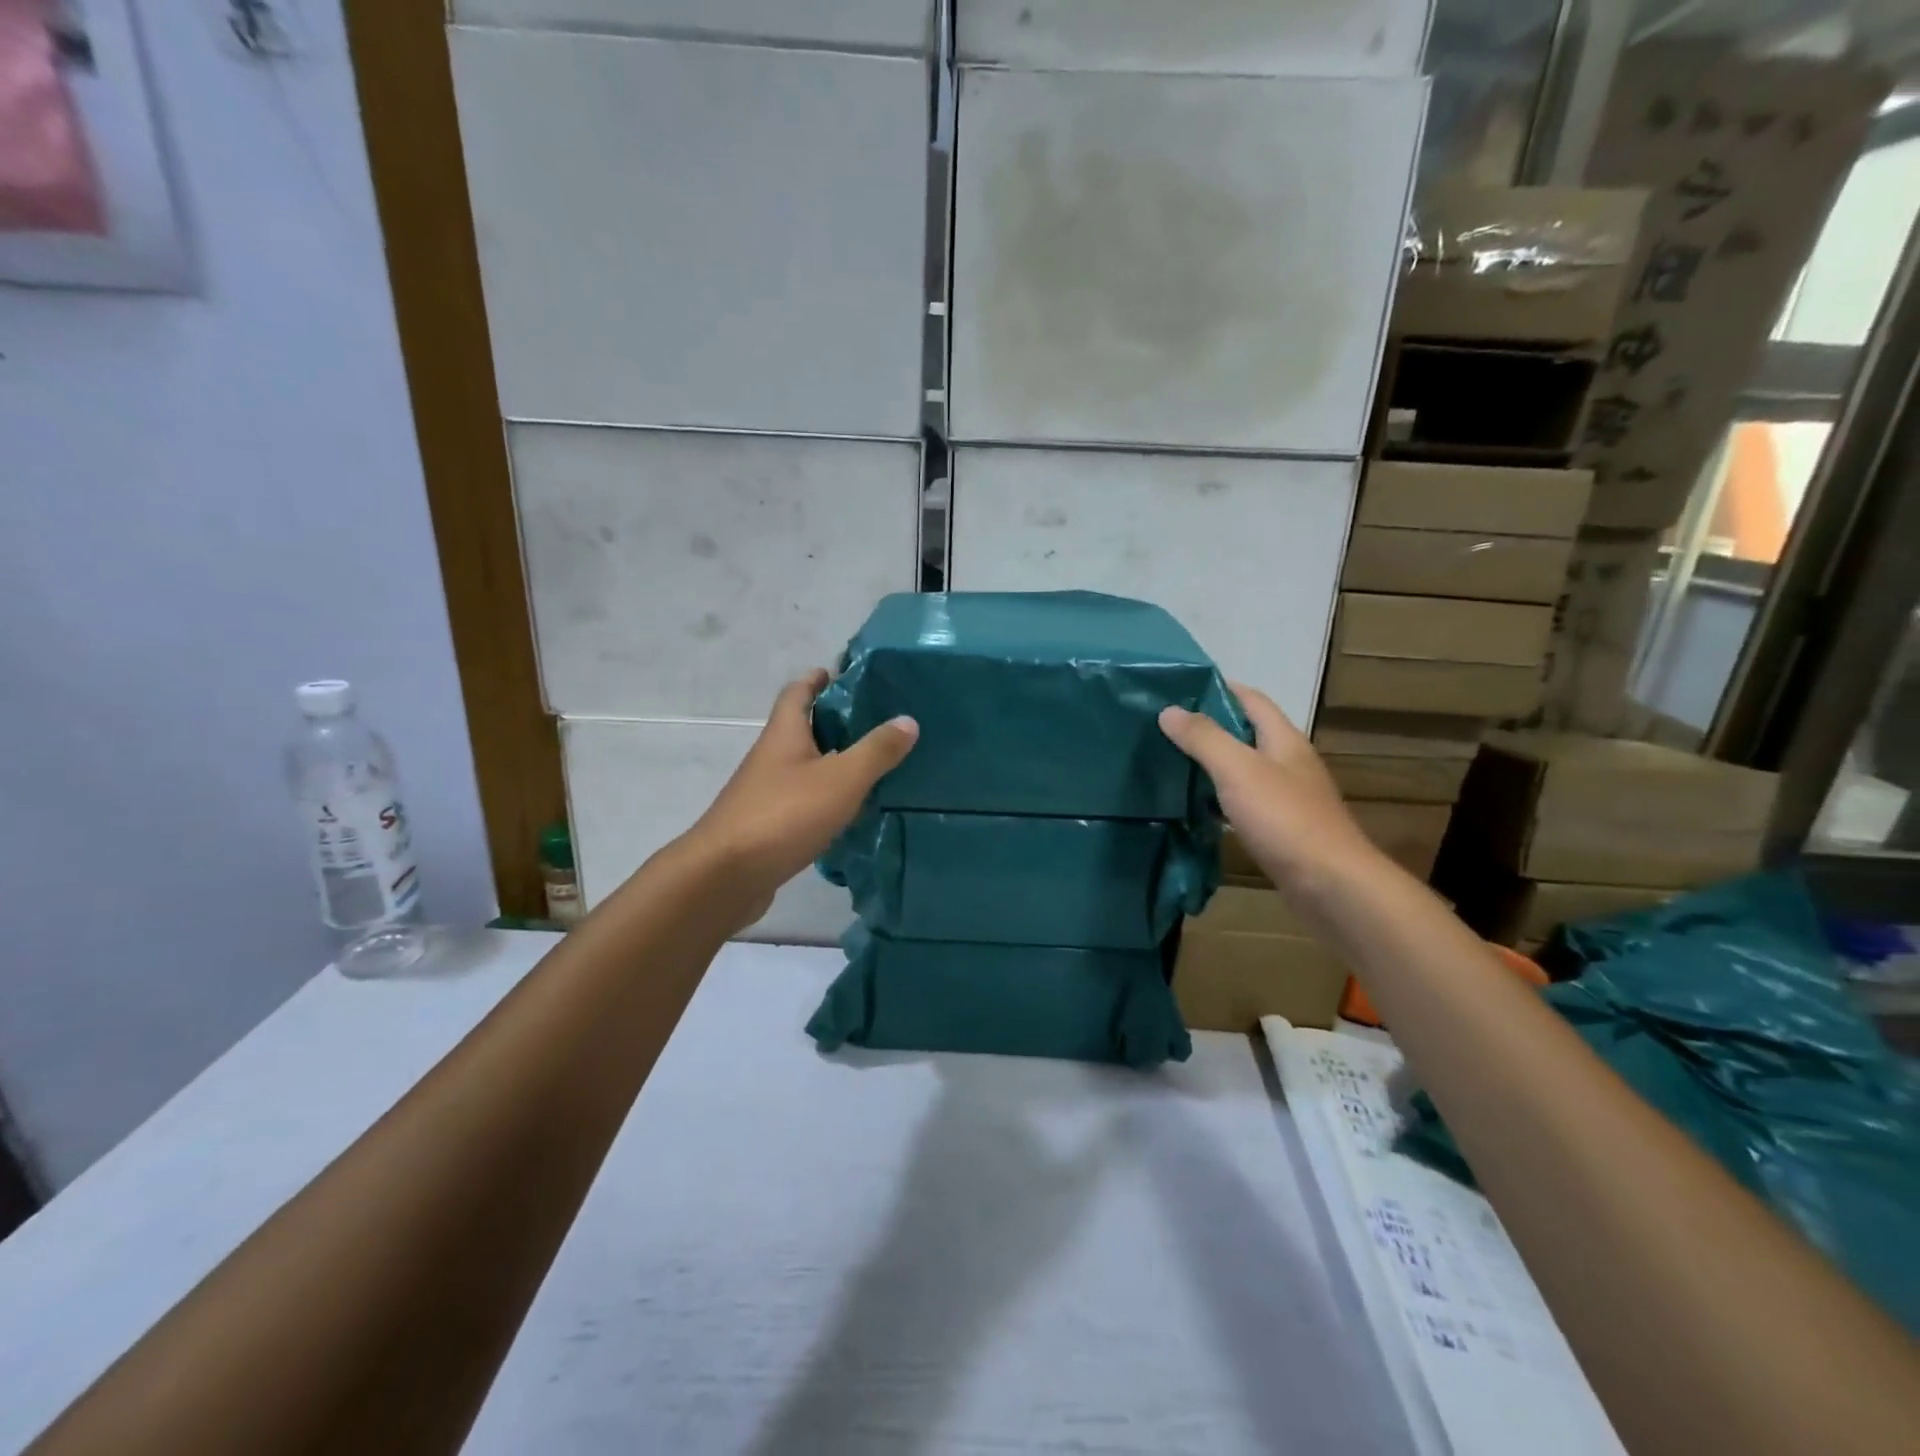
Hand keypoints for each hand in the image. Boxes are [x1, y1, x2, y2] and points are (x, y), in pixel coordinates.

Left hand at [685, 670, 917, 919]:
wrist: (725, 876)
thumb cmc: (784, 815)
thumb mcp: (841, 779)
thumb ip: (876, 751)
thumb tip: (907, 720)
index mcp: (784, 735)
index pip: (797, 693)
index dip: (817, 679)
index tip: (843, 673)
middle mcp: (771, 758)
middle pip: (801, 729)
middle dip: (833, 721)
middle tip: (875, 722)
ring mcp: (765, 793)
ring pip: (803, 767)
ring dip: (832, 762)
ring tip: (872, 766)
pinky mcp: (767, 826)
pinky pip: (801, 801)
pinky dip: (825, 798)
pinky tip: (849, 811)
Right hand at [1158, 684, 1379, 893]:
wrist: (1330, 885)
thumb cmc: (1284, 818)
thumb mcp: (1238, 770)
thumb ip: (1204, 738)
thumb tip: (1169, 710)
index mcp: (1284, 739)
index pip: (1250, 699)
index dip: (1217, 688)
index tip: (1178, 688)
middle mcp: (1288, 762)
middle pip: (1245, 733)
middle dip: (1208, 727)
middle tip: (1163, 727)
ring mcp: (1287, 797)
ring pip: (1243, 769)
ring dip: (1211, 764)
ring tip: (1170, 762)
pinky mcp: (1281, 828)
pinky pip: (1243, 802)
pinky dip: (1218, 798)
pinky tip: (1194, 807)